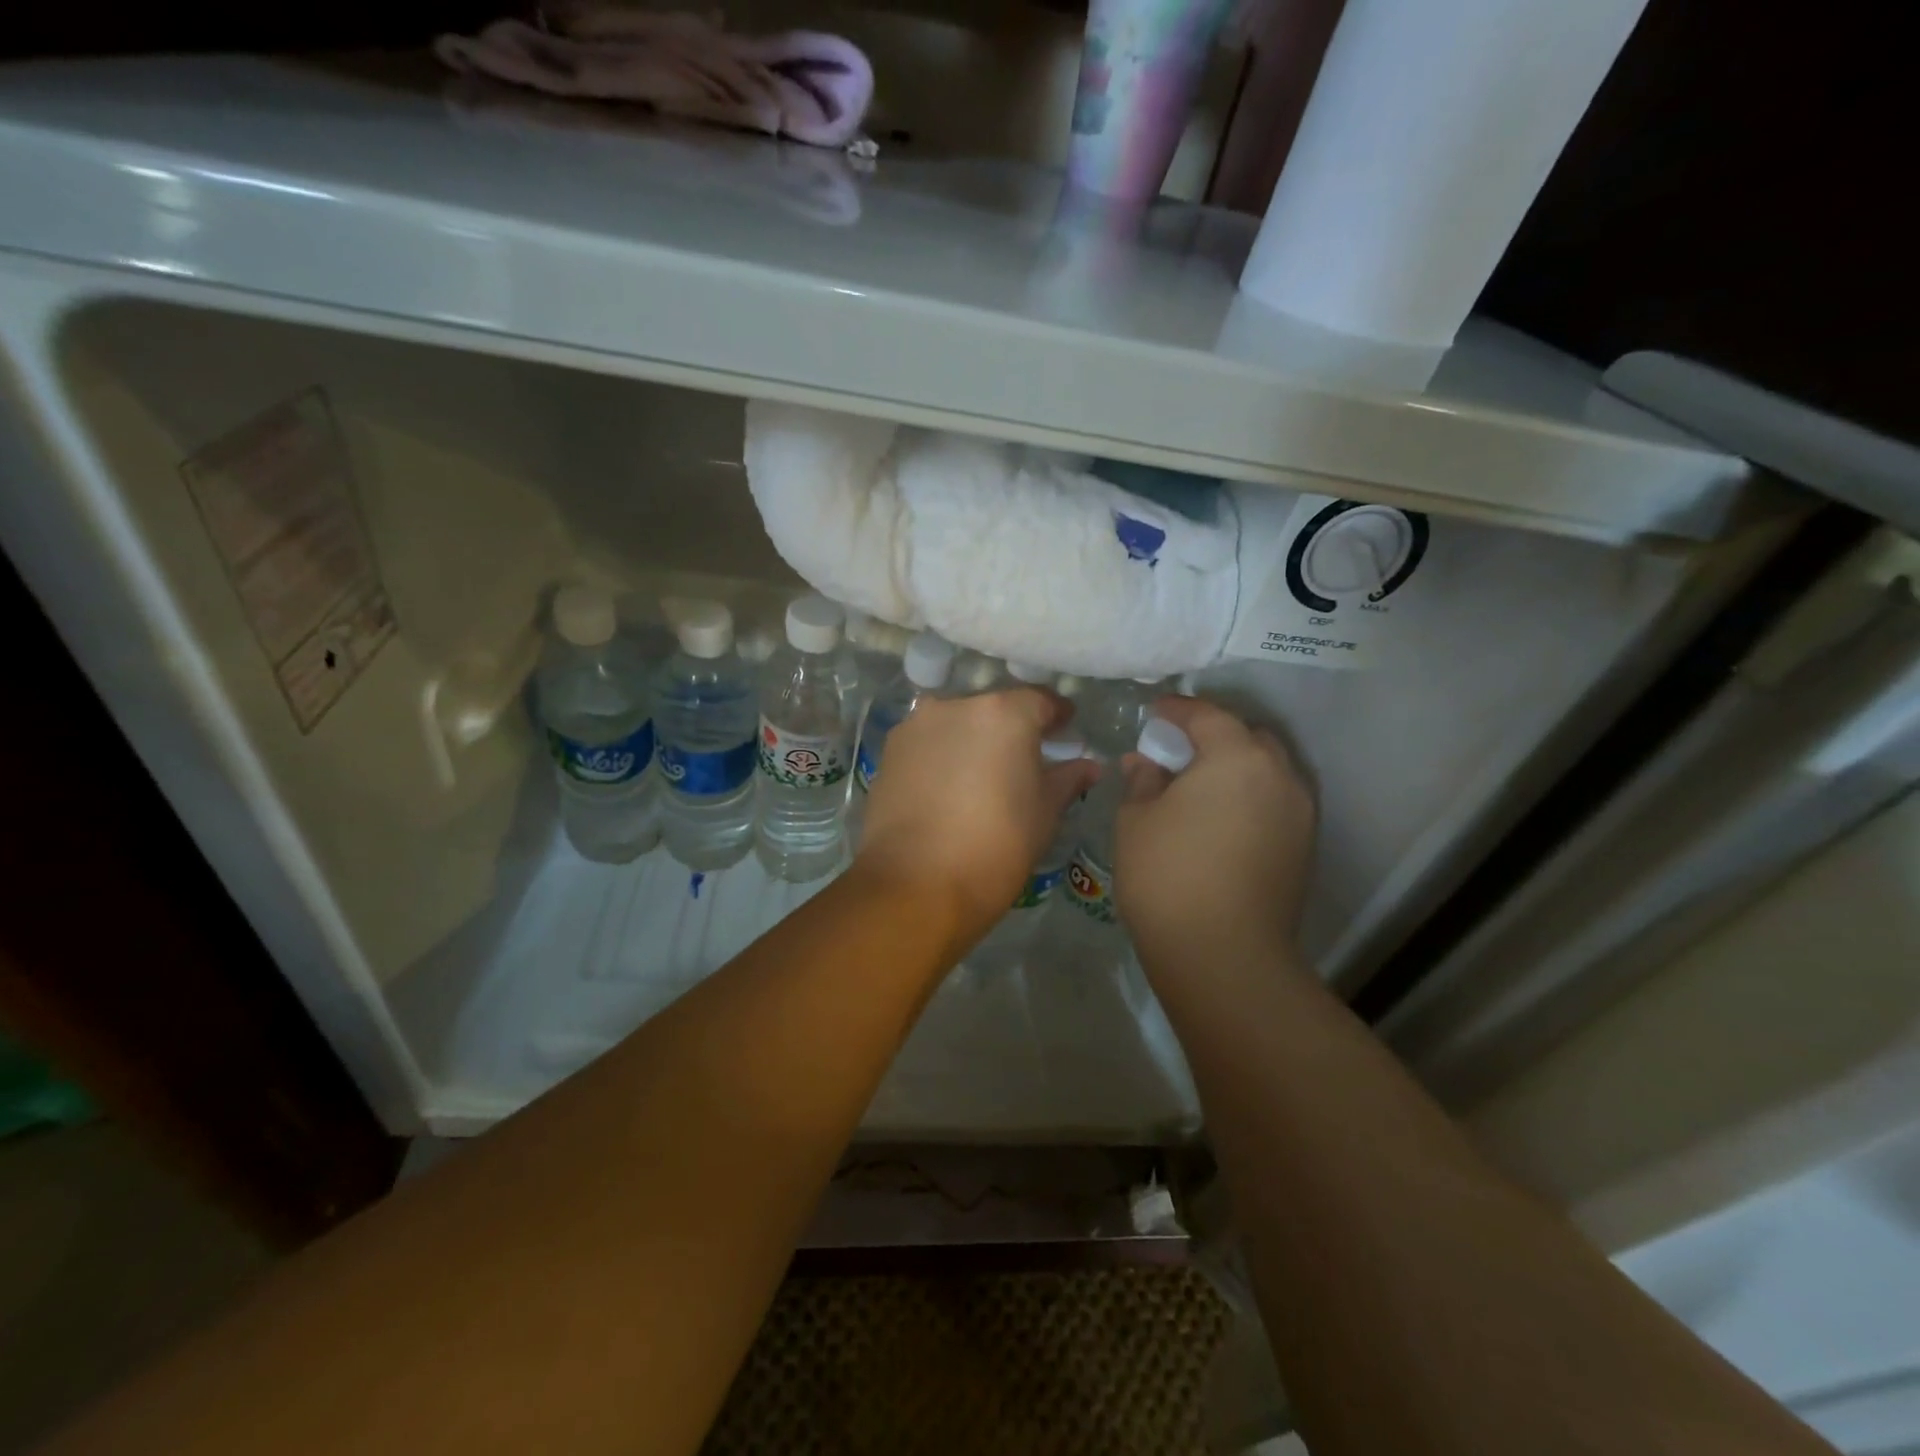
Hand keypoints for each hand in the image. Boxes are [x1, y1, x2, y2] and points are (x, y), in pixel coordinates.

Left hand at [855, 688, 1098, 947]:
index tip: (1066, 733)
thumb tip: (1088, 765)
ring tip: (982, 774)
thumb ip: (1068, 779)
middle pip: (994, 708)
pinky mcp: (889, 751)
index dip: (1058, 716)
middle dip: (1012, 727)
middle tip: (1024, 758)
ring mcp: (916, 725)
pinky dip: (942, 755)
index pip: (1041, 700)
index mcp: (1004, 712)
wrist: (917, 883)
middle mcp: (956, 704)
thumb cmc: (998, 845)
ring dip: (973, 739)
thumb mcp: (1045, 812)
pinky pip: (927, 742)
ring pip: (956, 722)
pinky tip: (948, 786)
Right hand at [1113, 695, 1315, 973]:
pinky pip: (1276, 802)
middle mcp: (1280, 776)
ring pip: (1269, 771)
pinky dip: (1251, 797)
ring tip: (1201, 786)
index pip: (1208, 716)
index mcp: (1237, 758)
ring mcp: (1299, 814)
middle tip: (1180, 749)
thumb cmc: (1168, 875)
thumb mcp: (1136, 820)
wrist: (1223, 954)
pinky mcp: (1304, 848)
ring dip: (1237, 768)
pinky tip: (1222, 818)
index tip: (1154, 712)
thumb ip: (1142, 781)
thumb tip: (1144, 762)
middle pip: (1249, 738)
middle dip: (1216, 735)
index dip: (1178, 710)